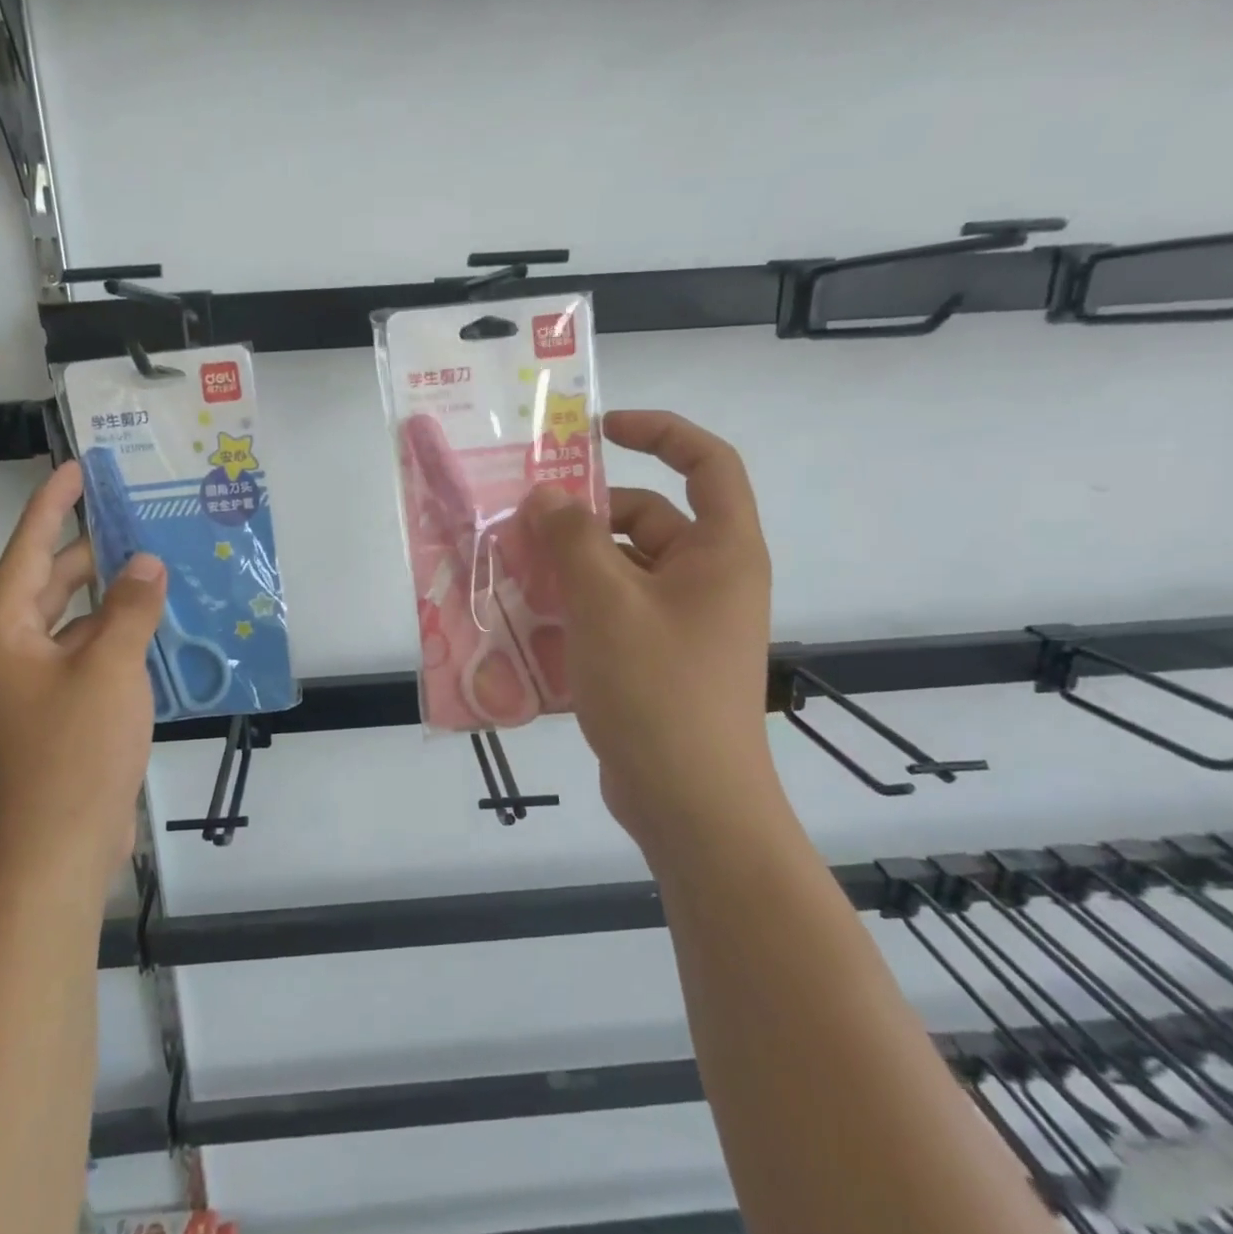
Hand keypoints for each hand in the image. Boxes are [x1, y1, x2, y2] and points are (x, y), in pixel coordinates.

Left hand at [0, 463, 165, 893]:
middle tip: (134, 516)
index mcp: (2, 632)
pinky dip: (117, 633)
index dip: (51, 506)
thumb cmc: (75, 750)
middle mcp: (10, 650)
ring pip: (73, 619)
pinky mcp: (59, 707)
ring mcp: (34, 682)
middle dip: (90, 550)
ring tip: (155, 563)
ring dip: (110, 595)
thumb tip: (147, 562)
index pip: (27, 551)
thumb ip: (131, 608)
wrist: (62, 845)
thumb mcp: (110, 669)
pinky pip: (88, 651)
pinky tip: (155, 623)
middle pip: (49, 582)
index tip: (75, 468)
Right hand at [519, 411, 776, 848]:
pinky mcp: (656, 657)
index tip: (599, 430)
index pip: (706, 463)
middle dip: (585, 516)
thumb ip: (572, 539)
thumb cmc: (658, 690)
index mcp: (721, 551)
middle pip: (647, 518)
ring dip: (570, 565)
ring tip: (512, 570)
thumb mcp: (606, 603)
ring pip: (621, 568)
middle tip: (522, 522)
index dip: (659, 432)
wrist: (689, 802)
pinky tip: (527, 618)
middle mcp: (708, 579)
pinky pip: (613, 610)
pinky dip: (575, 606)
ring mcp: (682, 622)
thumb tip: (545, 496)